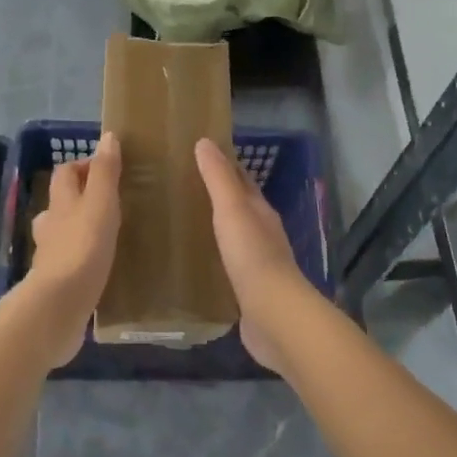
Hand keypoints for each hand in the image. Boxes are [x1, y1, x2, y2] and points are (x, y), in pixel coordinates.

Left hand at [27, 133, 121, 363]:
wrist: (60, 304)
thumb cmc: (84, 247)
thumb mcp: (101, 203)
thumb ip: (105, 172)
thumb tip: (107, 137)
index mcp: (61, 203)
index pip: (65, 173)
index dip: (82, 165)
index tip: (108, 168)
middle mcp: (50, 226)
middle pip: (60, 203)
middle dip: (79, 198)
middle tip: (110, 202)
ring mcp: (50, 256)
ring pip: (62, 234)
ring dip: (78, 230)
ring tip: (106, 235)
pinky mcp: (56, 283)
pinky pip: (69, 264)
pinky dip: (80, 260)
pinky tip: (98, 268)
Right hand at [194, 138, 305, 372]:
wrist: (274, 315)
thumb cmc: (252, 256)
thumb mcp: (232, 210)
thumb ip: (218, 178)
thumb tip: (205, 142)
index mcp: (261, 212)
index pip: (242, 181)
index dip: (224, 166)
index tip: (198, 155)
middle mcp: (263, 234)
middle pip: (240, 208)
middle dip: (218, 197)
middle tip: (183, 188)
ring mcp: (257, 264)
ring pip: (234, 237)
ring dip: (215, 228)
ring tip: (184, 223)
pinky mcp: (248, 291)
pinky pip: (228, 267)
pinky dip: (214, 258)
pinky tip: (196, 262)